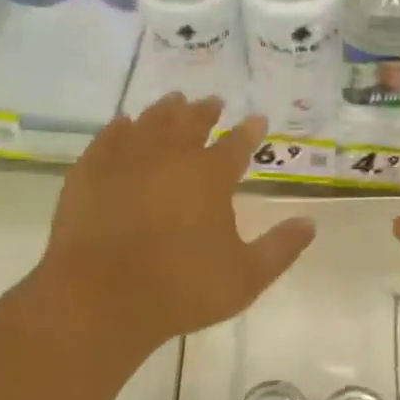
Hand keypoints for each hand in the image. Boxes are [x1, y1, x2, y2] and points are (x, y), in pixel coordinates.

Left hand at [31, 96, 315, 363]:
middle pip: (191, 123)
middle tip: (213, 102)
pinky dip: (120, 128)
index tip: (258, 120)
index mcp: (210, 176)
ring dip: (166, 110)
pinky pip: (108, 138)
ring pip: (151, 122)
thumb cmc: (182, 288)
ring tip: (174, 101)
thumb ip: (281, 248)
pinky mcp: (90, 172)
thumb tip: (310, 223)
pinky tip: (123, 124)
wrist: (101, 299)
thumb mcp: (246, 277)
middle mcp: (170, 156)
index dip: (250, 131)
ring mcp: (126, 160)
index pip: (237, 144)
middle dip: (206, 111)